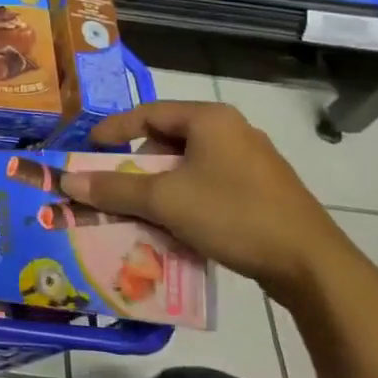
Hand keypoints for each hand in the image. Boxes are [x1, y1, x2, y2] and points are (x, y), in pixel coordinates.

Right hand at [59, 100, 357, 305]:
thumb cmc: (232, 215)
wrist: (311, 265)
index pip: (148, 112)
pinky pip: (211, 183)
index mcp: (210, 119)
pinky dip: (186, 198)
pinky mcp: (264, 189)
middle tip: (116, 185)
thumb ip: (113, 188)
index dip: (114, 129)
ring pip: (190, 164)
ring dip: (161, 185)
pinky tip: (178, 225)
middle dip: (138, 163)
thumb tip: (66, 179)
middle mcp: (232, 130)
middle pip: (168, 138)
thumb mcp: (164, 201)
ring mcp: (252, 160)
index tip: (89, 148)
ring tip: (143, 210)